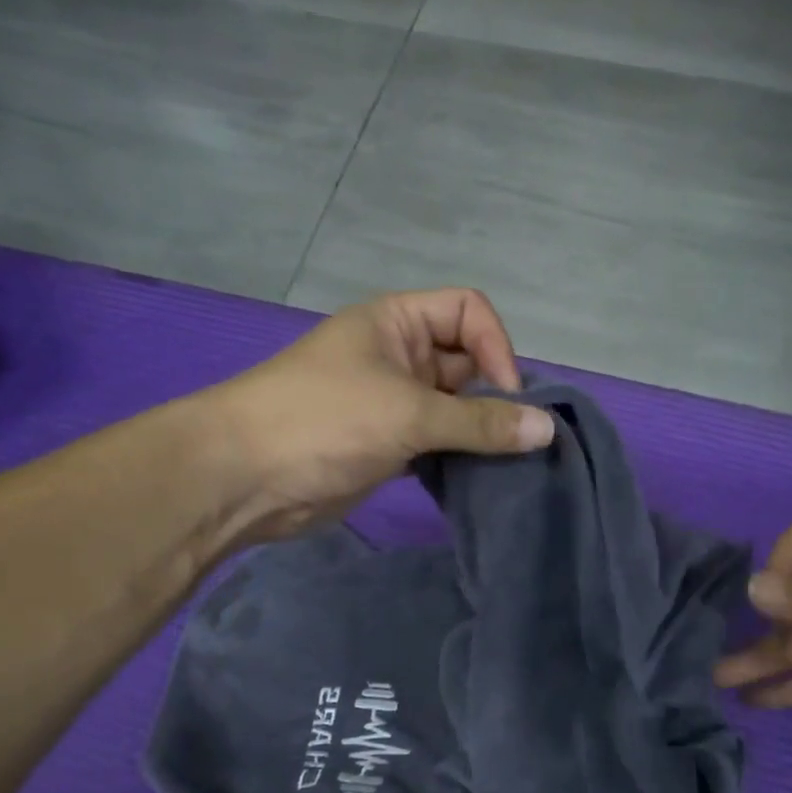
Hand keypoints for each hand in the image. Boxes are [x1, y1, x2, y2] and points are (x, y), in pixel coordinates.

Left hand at [215, 287, 554, 540]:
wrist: (244, 477)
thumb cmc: (325, 420)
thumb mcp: (409, 413)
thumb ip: (481, 422)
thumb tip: (547, 428)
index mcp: (397, 322)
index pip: (468, 312)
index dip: (497, 347)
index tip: (508, 397)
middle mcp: (398, 356)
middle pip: (468, 362)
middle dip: (496, 397)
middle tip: (519, 440)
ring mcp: (392, 403)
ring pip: (455, 409)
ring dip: (481, 434)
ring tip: (508, 464)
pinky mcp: (388, 445)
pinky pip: (438, 443)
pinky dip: (459, 458)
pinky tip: (479, 481)